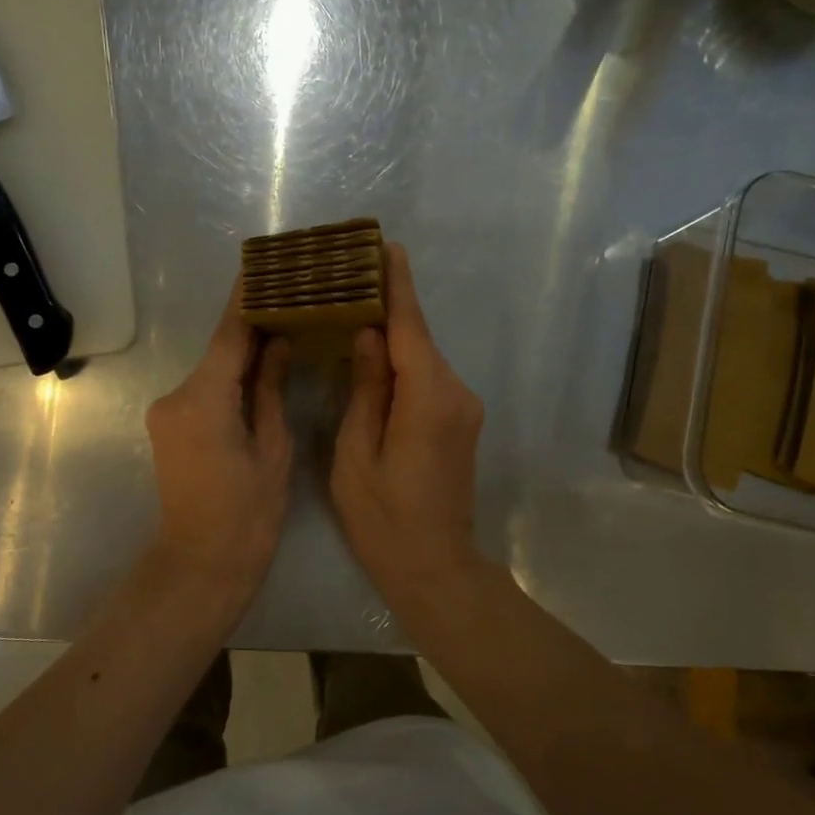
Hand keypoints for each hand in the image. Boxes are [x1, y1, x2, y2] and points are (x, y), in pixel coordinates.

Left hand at [144, 280, 292, 600]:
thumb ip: (271, 389)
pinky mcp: (169, 427)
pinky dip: (230, 380)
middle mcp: (176, 396)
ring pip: (213, 371)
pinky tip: (260, 372)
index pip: (228, 335)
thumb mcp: (273, 448)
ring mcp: (167, 412)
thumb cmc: (248, 515)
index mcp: (203, 399)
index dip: (247, 300)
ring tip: (284, 331)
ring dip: (243, 356)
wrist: (201, 565)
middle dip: (253, 328)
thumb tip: (278, 343)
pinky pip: (205, 391)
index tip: (264, 266)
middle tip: (292, 300)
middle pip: (220, 351)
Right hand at [332, 243, 485, 594]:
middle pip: (417, 339)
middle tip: (350, 277)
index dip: (397, 286)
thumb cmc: (384, 518)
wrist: (435, 567)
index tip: (387, 246)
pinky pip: (428, 379)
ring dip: (393, 336)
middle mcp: (456, 393)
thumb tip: (366, 335)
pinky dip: (403, 362)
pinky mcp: (460, 422)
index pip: (409, 328)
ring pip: (422, 359)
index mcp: (428, 398)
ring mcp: (464, 408)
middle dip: (388, 306)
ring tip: (353, 310)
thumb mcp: (357, 453)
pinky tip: (374, 357)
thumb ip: (365, 389)